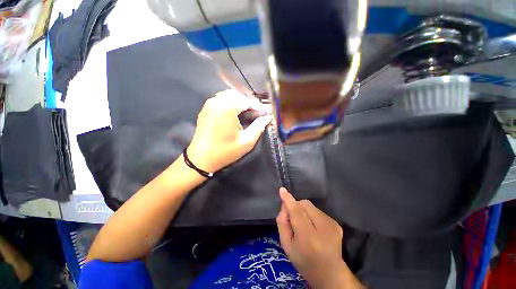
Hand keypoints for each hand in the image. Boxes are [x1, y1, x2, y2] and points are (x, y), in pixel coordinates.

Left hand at [187, 90, 271, 172]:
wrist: (201, 159)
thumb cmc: (225, 151)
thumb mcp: (246, 142)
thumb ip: (258, 127)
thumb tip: (268, 118)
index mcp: (227, 108)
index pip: (247, 101)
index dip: (257, 107)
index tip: (265, 113)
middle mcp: (216, 101)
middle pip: (237, 95)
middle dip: (248, 102)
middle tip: (256, 113)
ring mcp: (209, 104)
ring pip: (228, 96)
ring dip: (239, 101)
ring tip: (247, 112)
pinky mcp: (205, 109)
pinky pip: (220, 100)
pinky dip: (230, 103)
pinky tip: (235, 113)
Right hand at [276, 188, 363, 288]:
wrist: (330, 274)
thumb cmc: (304, 262)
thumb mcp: (287, 246)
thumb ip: (282, 223)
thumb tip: (284, 205)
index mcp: (309, 238)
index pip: (297, 212)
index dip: (289, 200)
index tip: (282, 190)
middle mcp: (323, 228)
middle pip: (304, 204)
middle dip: (296, 207)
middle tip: (293, 219)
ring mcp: (332, 225)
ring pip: (311, 206)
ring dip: (303, 211)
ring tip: (304, 225)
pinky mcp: (336, 223)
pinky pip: (317, 211)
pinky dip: (311, 214)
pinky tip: (313, 227)